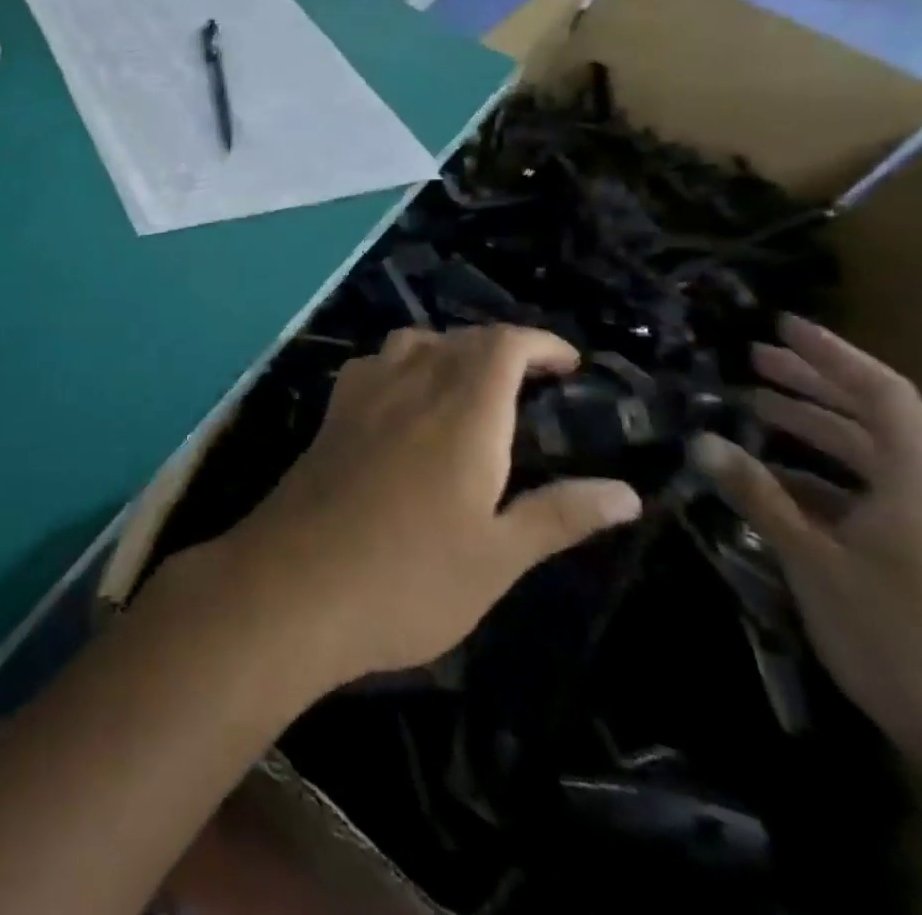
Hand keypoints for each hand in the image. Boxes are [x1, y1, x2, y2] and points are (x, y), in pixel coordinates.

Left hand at [207, 326, 641, 691]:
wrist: (296, 583)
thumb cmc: (410, 579)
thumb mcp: (497, 558)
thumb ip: (559, 515)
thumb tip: (625, 492)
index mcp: (463, 412)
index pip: (503, 344)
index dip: (539, 342)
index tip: (568, 364)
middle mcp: (411, 386)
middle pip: (460, 338)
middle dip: (501, 347)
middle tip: (531, 381)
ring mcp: (363, 396)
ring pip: (412, 342)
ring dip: (449, 349)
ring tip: (470, 386)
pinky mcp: (331, 415)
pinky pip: (373, 365)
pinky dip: (402, 365)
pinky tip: (404, 402)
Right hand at [692, 316, 921, 787]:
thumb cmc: (901, 637)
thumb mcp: (814, 561)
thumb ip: (758, 495)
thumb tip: (702, 440)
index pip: (882, 393)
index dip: (831, 354)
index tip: (779, 325)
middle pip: (874, 419)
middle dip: (812, 385)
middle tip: (750, 361)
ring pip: (869, 458)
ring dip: (812, 431)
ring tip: (752, 411)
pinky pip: (867, 496)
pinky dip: (819, 478)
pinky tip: (772, 484)